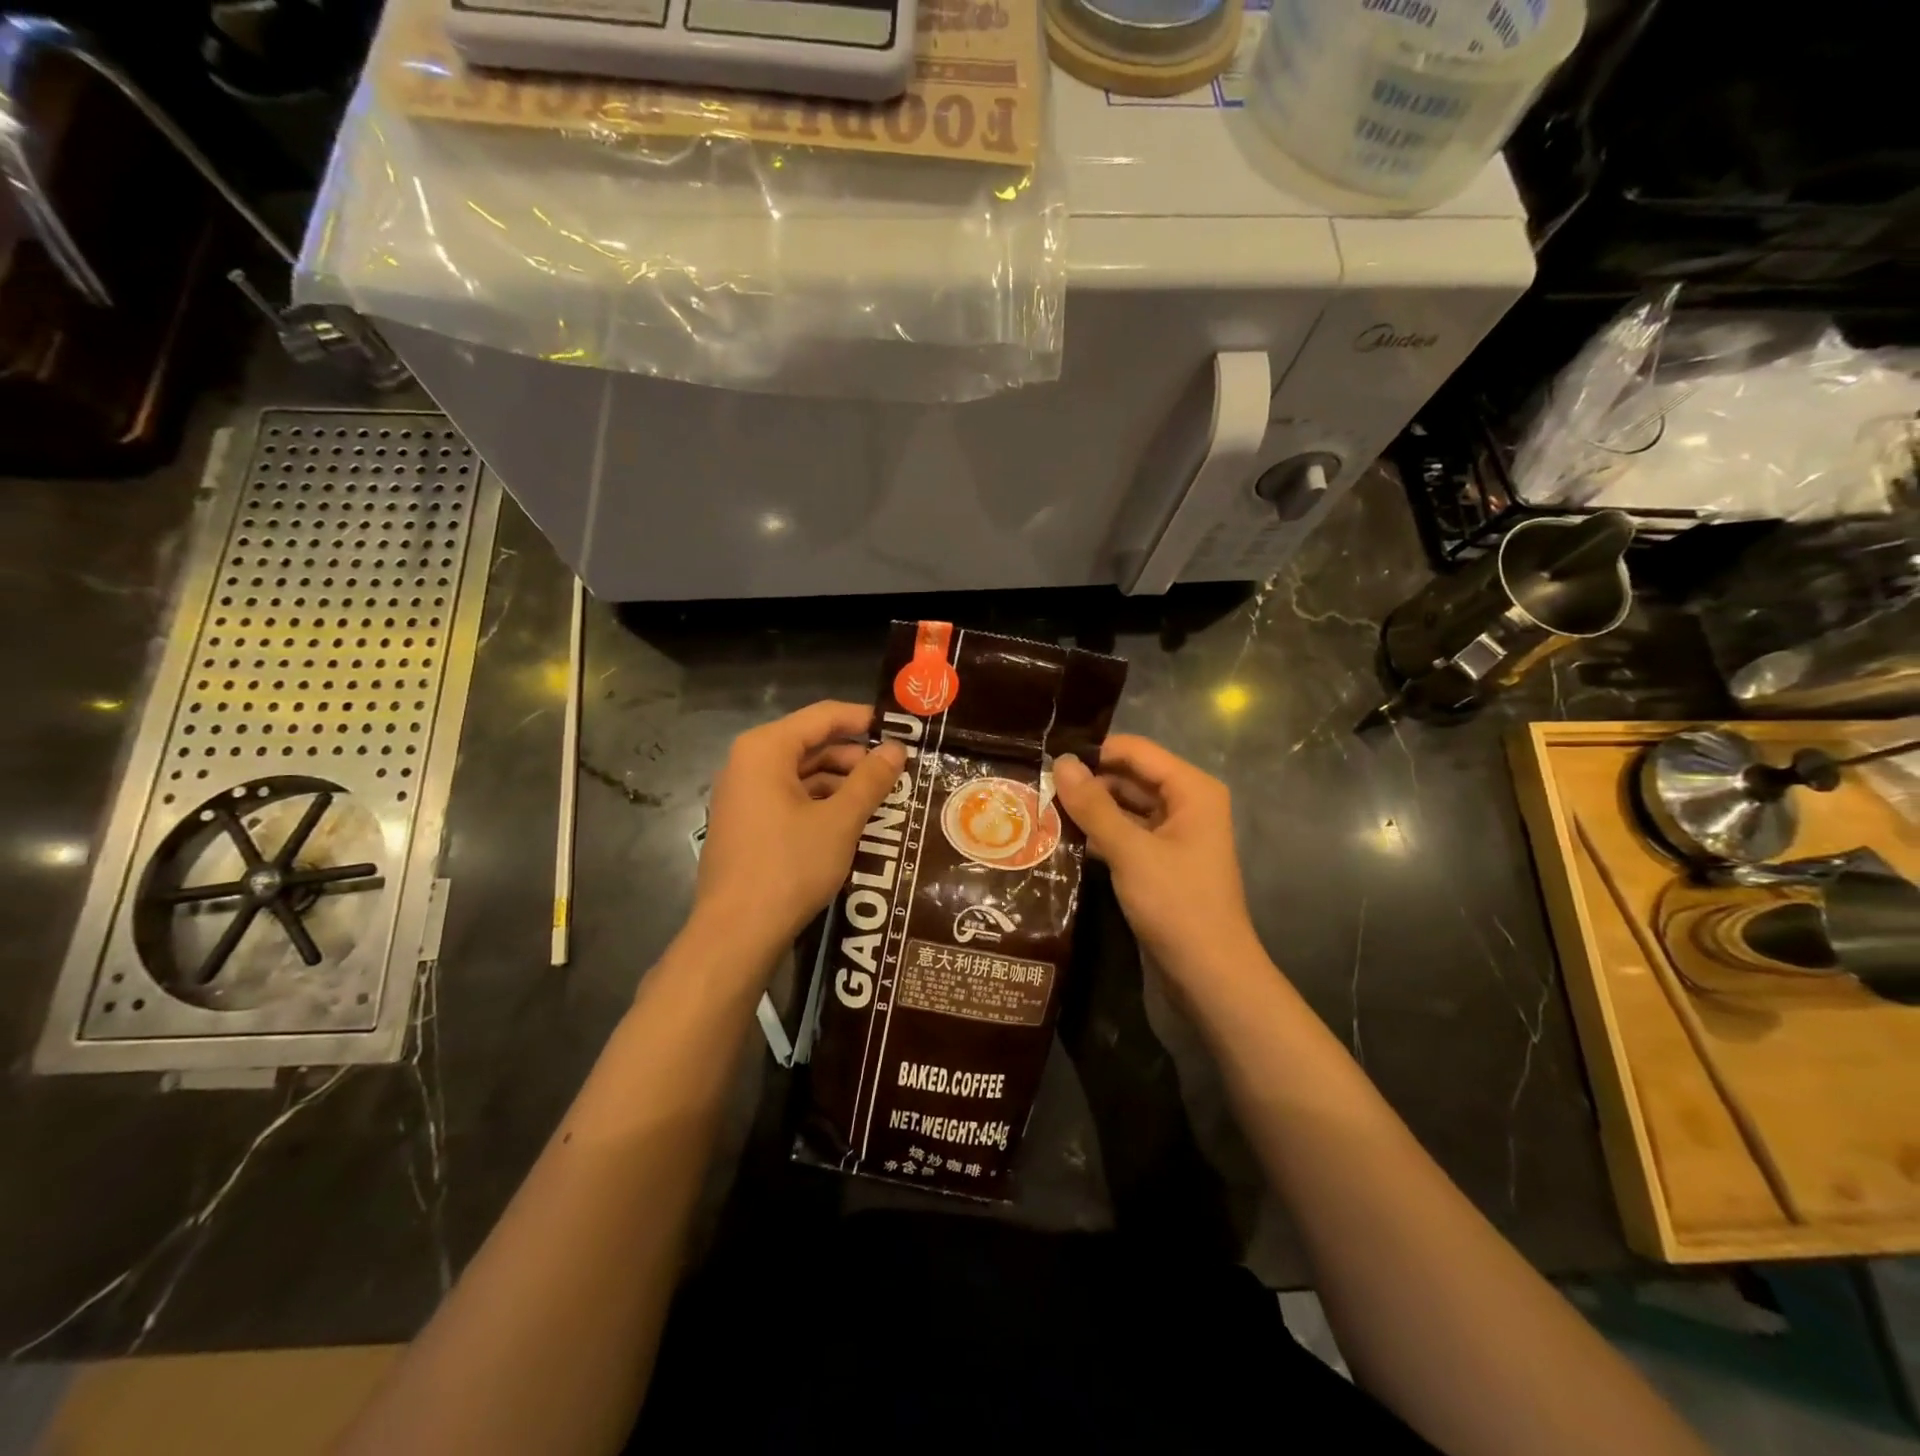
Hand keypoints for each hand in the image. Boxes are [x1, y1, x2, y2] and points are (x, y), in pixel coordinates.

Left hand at [693, 701, 906, 962]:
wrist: (736, 933)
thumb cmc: (789, 867)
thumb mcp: (840, 821)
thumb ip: (870, 780)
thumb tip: (896, 749)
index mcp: (765, 750)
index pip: (823, 716)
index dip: (864, 719)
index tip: (902, 729)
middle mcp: (747, 763)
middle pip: (811, 743)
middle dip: (855, 756)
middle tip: (899, 770)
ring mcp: (743, 795)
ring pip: (802, 773)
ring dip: (841, 782)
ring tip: (882, 797)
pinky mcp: (746, 824)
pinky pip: (789, 798)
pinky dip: (821, 803)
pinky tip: (851, 821)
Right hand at [1053, 735, 1262, 983]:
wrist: (1209, 974)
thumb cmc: (1176, 904)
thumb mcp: (1131, 851)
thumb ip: (1094, 806)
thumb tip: (1060, 762)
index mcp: (1192, 790)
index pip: (1136, 751)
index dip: (1094, 752)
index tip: (1047, 759)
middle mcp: (1187, 804)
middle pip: (1130, 777)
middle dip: (1088, 782)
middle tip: (1037, 788)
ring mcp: (1175, 834)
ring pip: (1125, 807)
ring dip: (1090, 810)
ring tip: (1041, 810)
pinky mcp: (1162, 862)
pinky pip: (1127, 834)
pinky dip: (1100, 835)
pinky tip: (1063, 839)